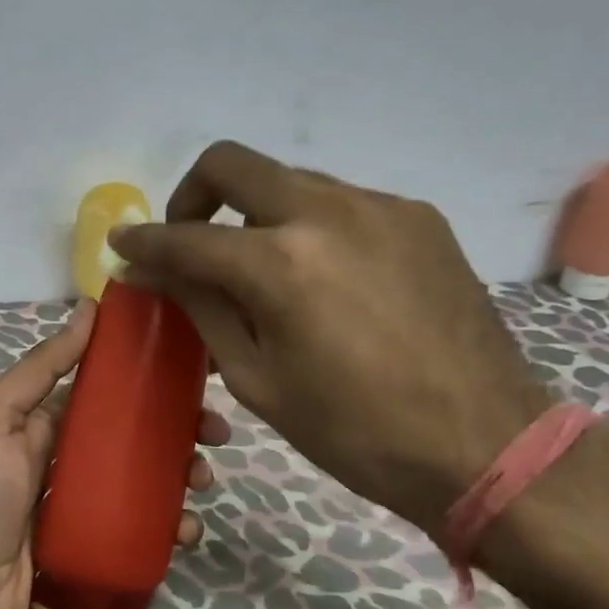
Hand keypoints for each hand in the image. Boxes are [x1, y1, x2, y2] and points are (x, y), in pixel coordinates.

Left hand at [0, 298, 231, 608]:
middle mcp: (77, 456)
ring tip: (202, 482)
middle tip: (216, 433)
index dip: (153, 378)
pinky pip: (147, 529)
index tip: (195, 373)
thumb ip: (40, 367)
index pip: (113, 389)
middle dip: (182, 428)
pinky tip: (186, 531)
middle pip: (141, 433)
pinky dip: (173, 527)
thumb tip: (88, 308)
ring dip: (185, 474)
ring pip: (153, 479)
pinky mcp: (104, 545)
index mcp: (53, 420)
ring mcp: (92, 503)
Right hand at [108, 141, 550, 537]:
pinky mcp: (418, 217)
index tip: (123, 244)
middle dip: (192, 196)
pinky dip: (308, 226)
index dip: (144, 240)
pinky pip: (339, 202)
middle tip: (189, 240)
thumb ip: (201, 308)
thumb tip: (150, 271)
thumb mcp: (258, 379)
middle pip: (233, 163)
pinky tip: (323, 279)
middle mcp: (328, 212)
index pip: (187, 236)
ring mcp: (380, 207)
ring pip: (289, 180)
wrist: (486, 445)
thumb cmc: (355, 432)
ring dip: (255, 214)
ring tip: (262, 271)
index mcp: (281, 264)